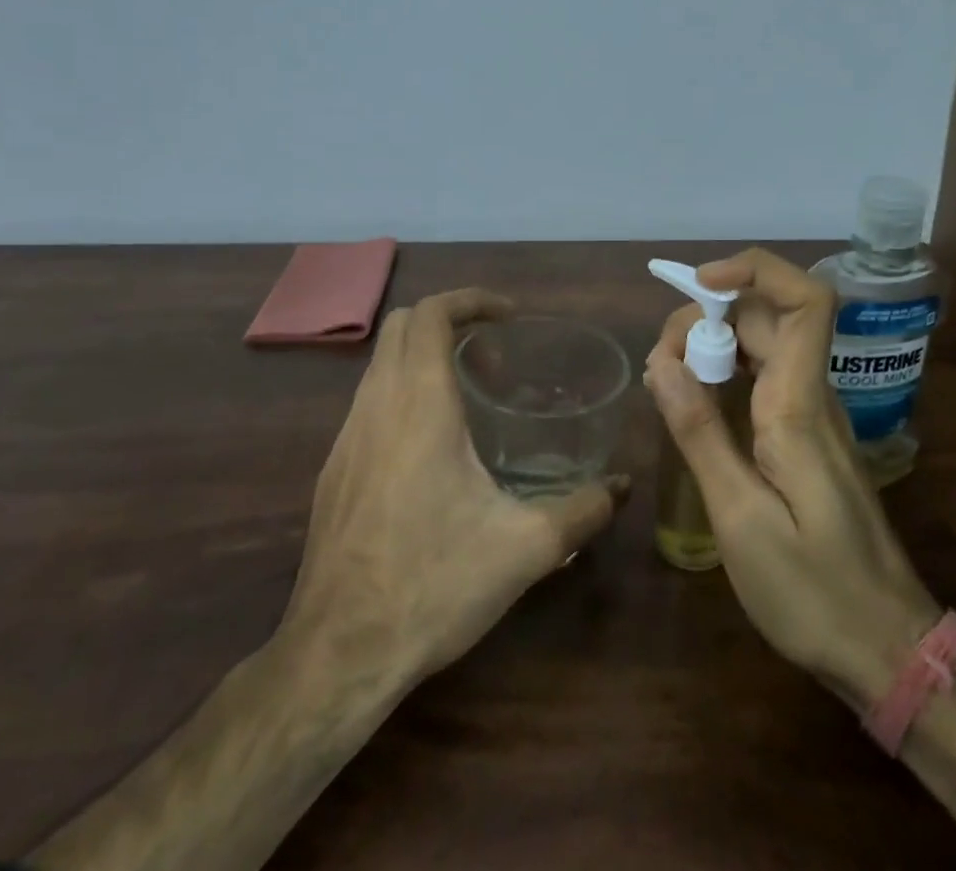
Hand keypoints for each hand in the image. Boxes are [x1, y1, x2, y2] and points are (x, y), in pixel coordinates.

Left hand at [287, 288, 626, 683]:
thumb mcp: (525, 548)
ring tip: (470, 400)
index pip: (432, 314)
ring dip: (424, 359)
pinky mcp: (333, 470)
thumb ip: (582, 511)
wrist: (338, 654)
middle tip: (493, 358)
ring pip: (382, 364)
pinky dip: (403, 393)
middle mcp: (376, 405)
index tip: (508, 315)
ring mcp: (346, 438)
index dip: (471, 300)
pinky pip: (369, 402)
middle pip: (402, 326)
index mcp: (419, 404)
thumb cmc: (434, 583)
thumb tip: (622, 488)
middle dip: (450, 323)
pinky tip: (433, 451)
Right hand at [646, 250, 937, 707]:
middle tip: (660, 362)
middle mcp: (812, 395)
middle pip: (769, 316)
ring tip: (666, 378)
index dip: (755, 269)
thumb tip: (662, 363)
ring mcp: (814, 415)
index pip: (805, 301)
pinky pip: (766, 377)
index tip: (699, 284)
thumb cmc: (813, 591)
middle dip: (709, 315)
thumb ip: (701, 434)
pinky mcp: (808, 438)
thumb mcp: (741, 519)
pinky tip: (694, 402)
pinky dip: (726, 370)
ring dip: (714, 341)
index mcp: (800, 405)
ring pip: (766, 344)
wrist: (888, 649)